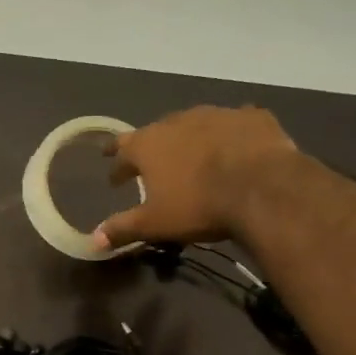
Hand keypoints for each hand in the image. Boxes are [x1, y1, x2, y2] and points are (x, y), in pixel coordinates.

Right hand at [93, 106, 300, 249]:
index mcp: (148, 144)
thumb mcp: (154, 223)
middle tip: (155, 165)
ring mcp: (216, 114)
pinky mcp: (251, 117)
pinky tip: (238, 146)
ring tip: (196, 156)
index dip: (116, 164)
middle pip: (157, 132)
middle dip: (153, 148)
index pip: (120, 148)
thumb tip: (92, 240)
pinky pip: (235, 123)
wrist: (263, 188)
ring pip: (195, 124)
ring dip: (191, 138)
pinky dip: (231, 134)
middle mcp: (177, 121)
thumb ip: (122, 228)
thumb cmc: (198, 205)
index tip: (115, 177)